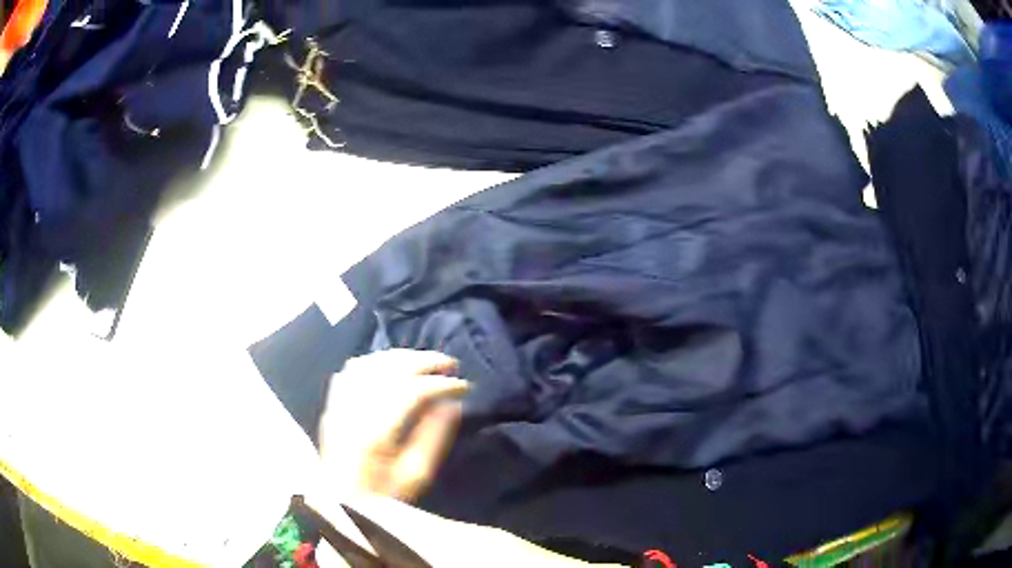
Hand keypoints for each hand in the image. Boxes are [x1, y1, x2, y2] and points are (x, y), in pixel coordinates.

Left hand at [317, 349, 467, 500]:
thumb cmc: (383, 495)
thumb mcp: (416, 475)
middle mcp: (353, 410)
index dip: (441, 384)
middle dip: (425, 361)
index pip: (411, 392)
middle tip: (451, 363)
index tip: (463, 386)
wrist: (341, 502)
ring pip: (370, 363)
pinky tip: (392, 365)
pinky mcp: (333, 404)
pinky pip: (352, 369)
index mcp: (375, 432)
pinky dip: (375, 361)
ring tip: (426, 361)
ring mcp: (340, 404)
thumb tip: (452, 404)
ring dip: (401, 356)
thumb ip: (434, 437)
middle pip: (389, 369)